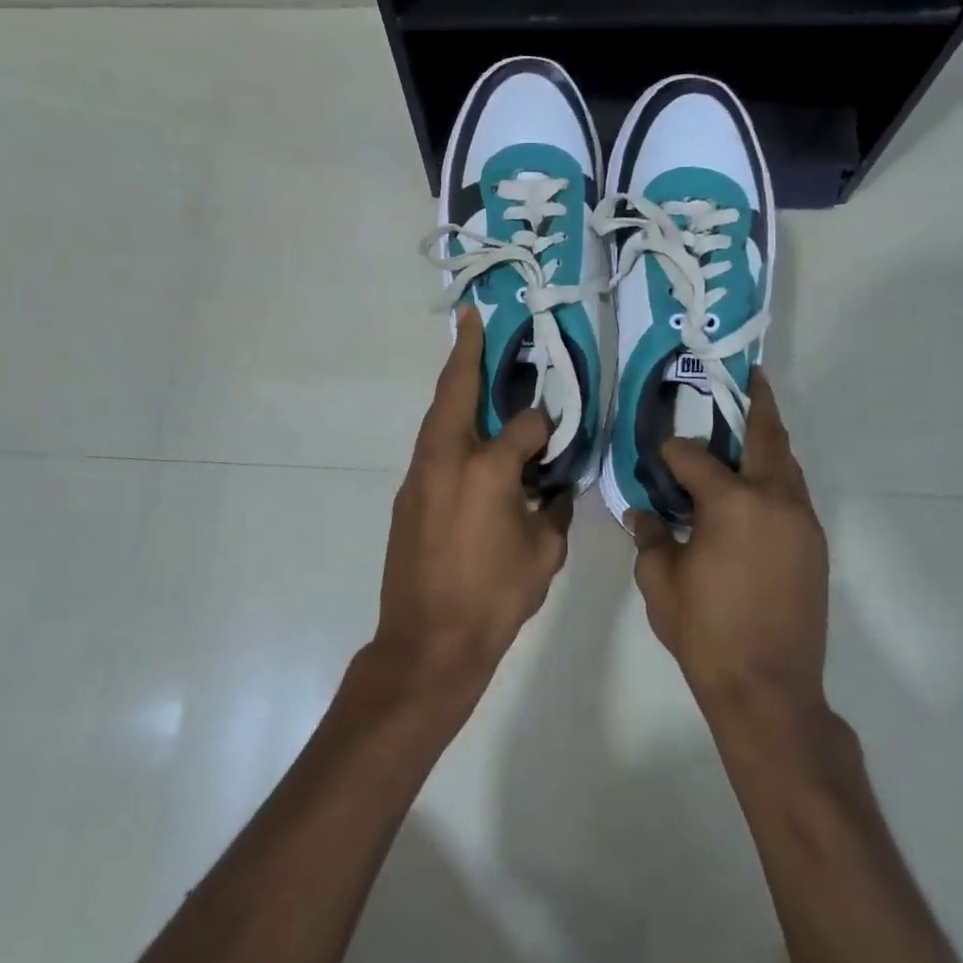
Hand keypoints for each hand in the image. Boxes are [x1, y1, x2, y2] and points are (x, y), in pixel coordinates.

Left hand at [375, 304, 572, 692]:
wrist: (427, 643)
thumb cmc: (494, 599)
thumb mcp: (544, 554)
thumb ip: (552, 508)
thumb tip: (552, 485)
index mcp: (488, 469)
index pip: (526, 426)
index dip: (546, 427)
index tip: (556, 437)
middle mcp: (448, 459)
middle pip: (456, 392)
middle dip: (466, 352)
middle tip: (472, 319)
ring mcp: (420, 475)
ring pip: (438, 417)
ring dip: (453, 388)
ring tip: (469, 363)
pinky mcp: (407, 495)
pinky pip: (432, 447)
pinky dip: (448, 428)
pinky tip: (465, 436)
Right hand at [629, 370, 829, 709]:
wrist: (769, 689)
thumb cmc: (706, 632)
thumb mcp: (660, 581)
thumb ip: (649, 536)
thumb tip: (643, 512)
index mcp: (732, 503)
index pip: (693, 456)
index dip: (670, 451)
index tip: (656, 454)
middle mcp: (775, 500)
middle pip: (766, 437)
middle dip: (755, 403)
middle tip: (746, 377)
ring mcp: (802, 522)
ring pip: (786, 464)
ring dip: (768, 440)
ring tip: (748, 424)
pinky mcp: (814, 545)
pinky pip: (793, 493)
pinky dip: (774, 475)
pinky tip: (754, 485)